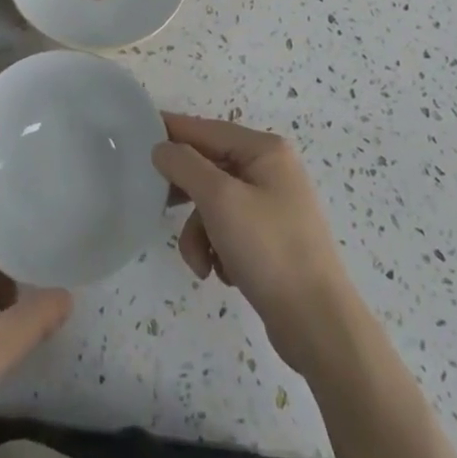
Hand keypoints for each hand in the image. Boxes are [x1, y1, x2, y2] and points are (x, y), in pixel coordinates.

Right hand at [153, 114, 359, 374]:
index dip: (171, 130)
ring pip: (215, 204)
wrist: (319, 328)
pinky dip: (218, 249)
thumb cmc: (269, 250)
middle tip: (158, 206)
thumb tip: (162, 147)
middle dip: (186, 195)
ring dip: (199, 232)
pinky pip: (229, 230)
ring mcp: (273, 207)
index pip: (206, 129)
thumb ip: (185, 165)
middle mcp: (271, 170)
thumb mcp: (220, 199)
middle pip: (209, 168)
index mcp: (265, 150)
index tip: (137, 133)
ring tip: (201, 263)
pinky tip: (223, 274)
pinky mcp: (271, 241)